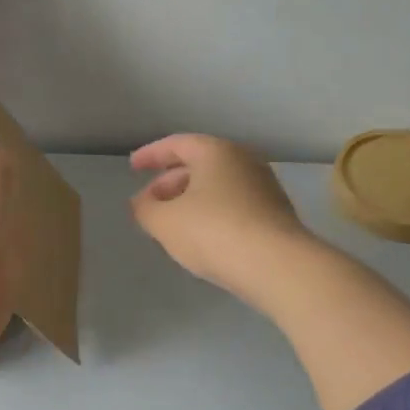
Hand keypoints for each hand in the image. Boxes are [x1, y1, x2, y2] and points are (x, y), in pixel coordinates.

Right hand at [129, 134, 310, 304]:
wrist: (276, 265)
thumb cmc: (213, 232)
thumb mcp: (164, 222)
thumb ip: (144, 208)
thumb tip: (141, 202)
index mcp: (216, 152)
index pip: (177, 144)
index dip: (151, 155)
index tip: (133, 167)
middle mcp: (243, 161)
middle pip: (199, 164)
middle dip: (169, 182)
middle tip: (149, 202)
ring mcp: (264, 187)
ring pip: (217, 186)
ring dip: (190, 200)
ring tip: (170, 223)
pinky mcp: (274, 214)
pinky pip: (233, 205)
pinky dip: (211, 213)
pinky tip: (200, 237)